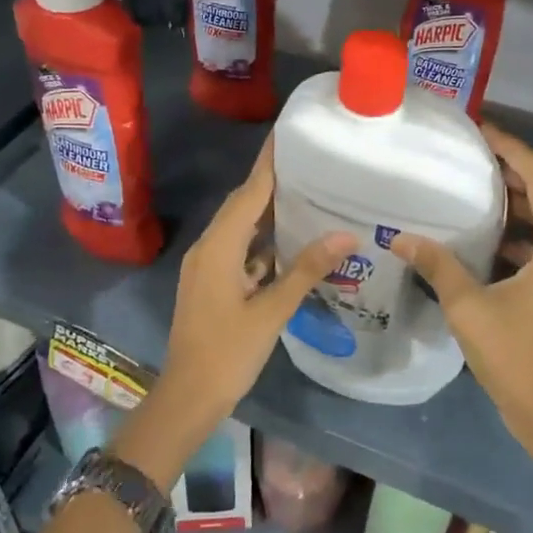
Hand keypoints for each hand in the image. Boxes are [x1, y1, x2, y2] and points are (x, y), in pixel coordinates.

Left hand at [120, 139, 353, 486]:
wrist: (186, 398)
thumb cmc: (227, 353)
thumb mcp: (271, 311)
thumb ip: (306, 270)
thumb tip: (346, 236)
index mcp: (219, 246)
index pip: (248, 192)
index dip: (269, 163)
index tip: (287, 134)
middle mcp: (208, 247)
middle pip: (241, 204)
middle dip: (271, 182)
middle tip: (308, 164)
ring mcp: (206, 266)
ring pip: (239, 227)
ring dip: (266, 212)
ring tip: (305, 196)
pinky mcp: (209, 283)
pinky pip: (237, 248)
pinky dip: (261, 240)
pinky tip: (288, 243)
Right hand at [391, 123, 532, 461]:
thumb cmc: (516, 357)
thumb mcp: (469, 308)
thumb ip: (438, 265)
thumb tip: (401, 237)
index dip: (514, 149)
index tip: (482, 133)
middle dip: (513, 172)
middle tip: (473, 159)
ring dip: (518, 204)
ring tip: (477, 192)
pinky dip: (523, 234)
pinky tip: (489, 242)